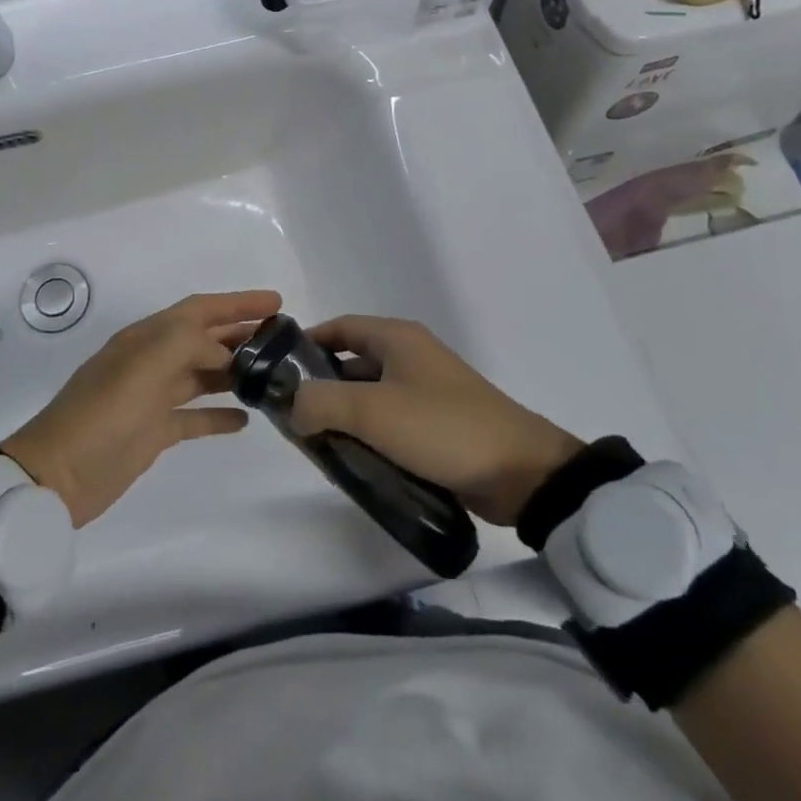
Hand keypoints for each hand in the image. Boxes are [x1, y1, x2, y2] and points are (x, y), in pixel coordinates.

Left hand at [1, 290, 279, 525]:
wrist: (57, 476)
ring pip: (201, 374)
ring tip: (272, 373)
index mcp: (147, 337)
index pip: (200, 309)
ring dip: (234, 370)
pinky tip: (246, 419)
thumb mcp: (145, 365)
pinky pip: (194, 416)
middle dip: (240, 332)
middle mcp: (151, 360)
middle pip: (203, 338)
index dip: (237, 302)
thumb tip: (222, 351)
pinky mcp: (154, 431)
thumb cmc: (103, 414)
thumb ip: (188, 343)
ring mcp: (152, 397)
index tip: (276, 303)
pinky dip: (218, 414)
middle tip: (282, 338)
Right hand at [289, 316, 581, 524]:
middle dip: (322, 388)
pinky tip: (354, 460)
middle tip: (293, 418)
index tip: (278, 372)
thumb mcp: (372, 411)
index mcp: (397, 338)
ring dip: (345, 416)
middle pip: (352, 362)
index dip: (307, 344)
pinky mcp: (438, 425)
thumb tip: (292, 407)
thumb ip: (320, 402)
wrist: (522, 473)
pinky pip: (391, 422)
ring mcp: (427, 391)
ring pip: (370, 396)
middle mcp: (411, 356)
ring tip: (317, 444)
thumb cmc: (441, 427)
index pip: (340, 327)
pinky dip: (370, 435)